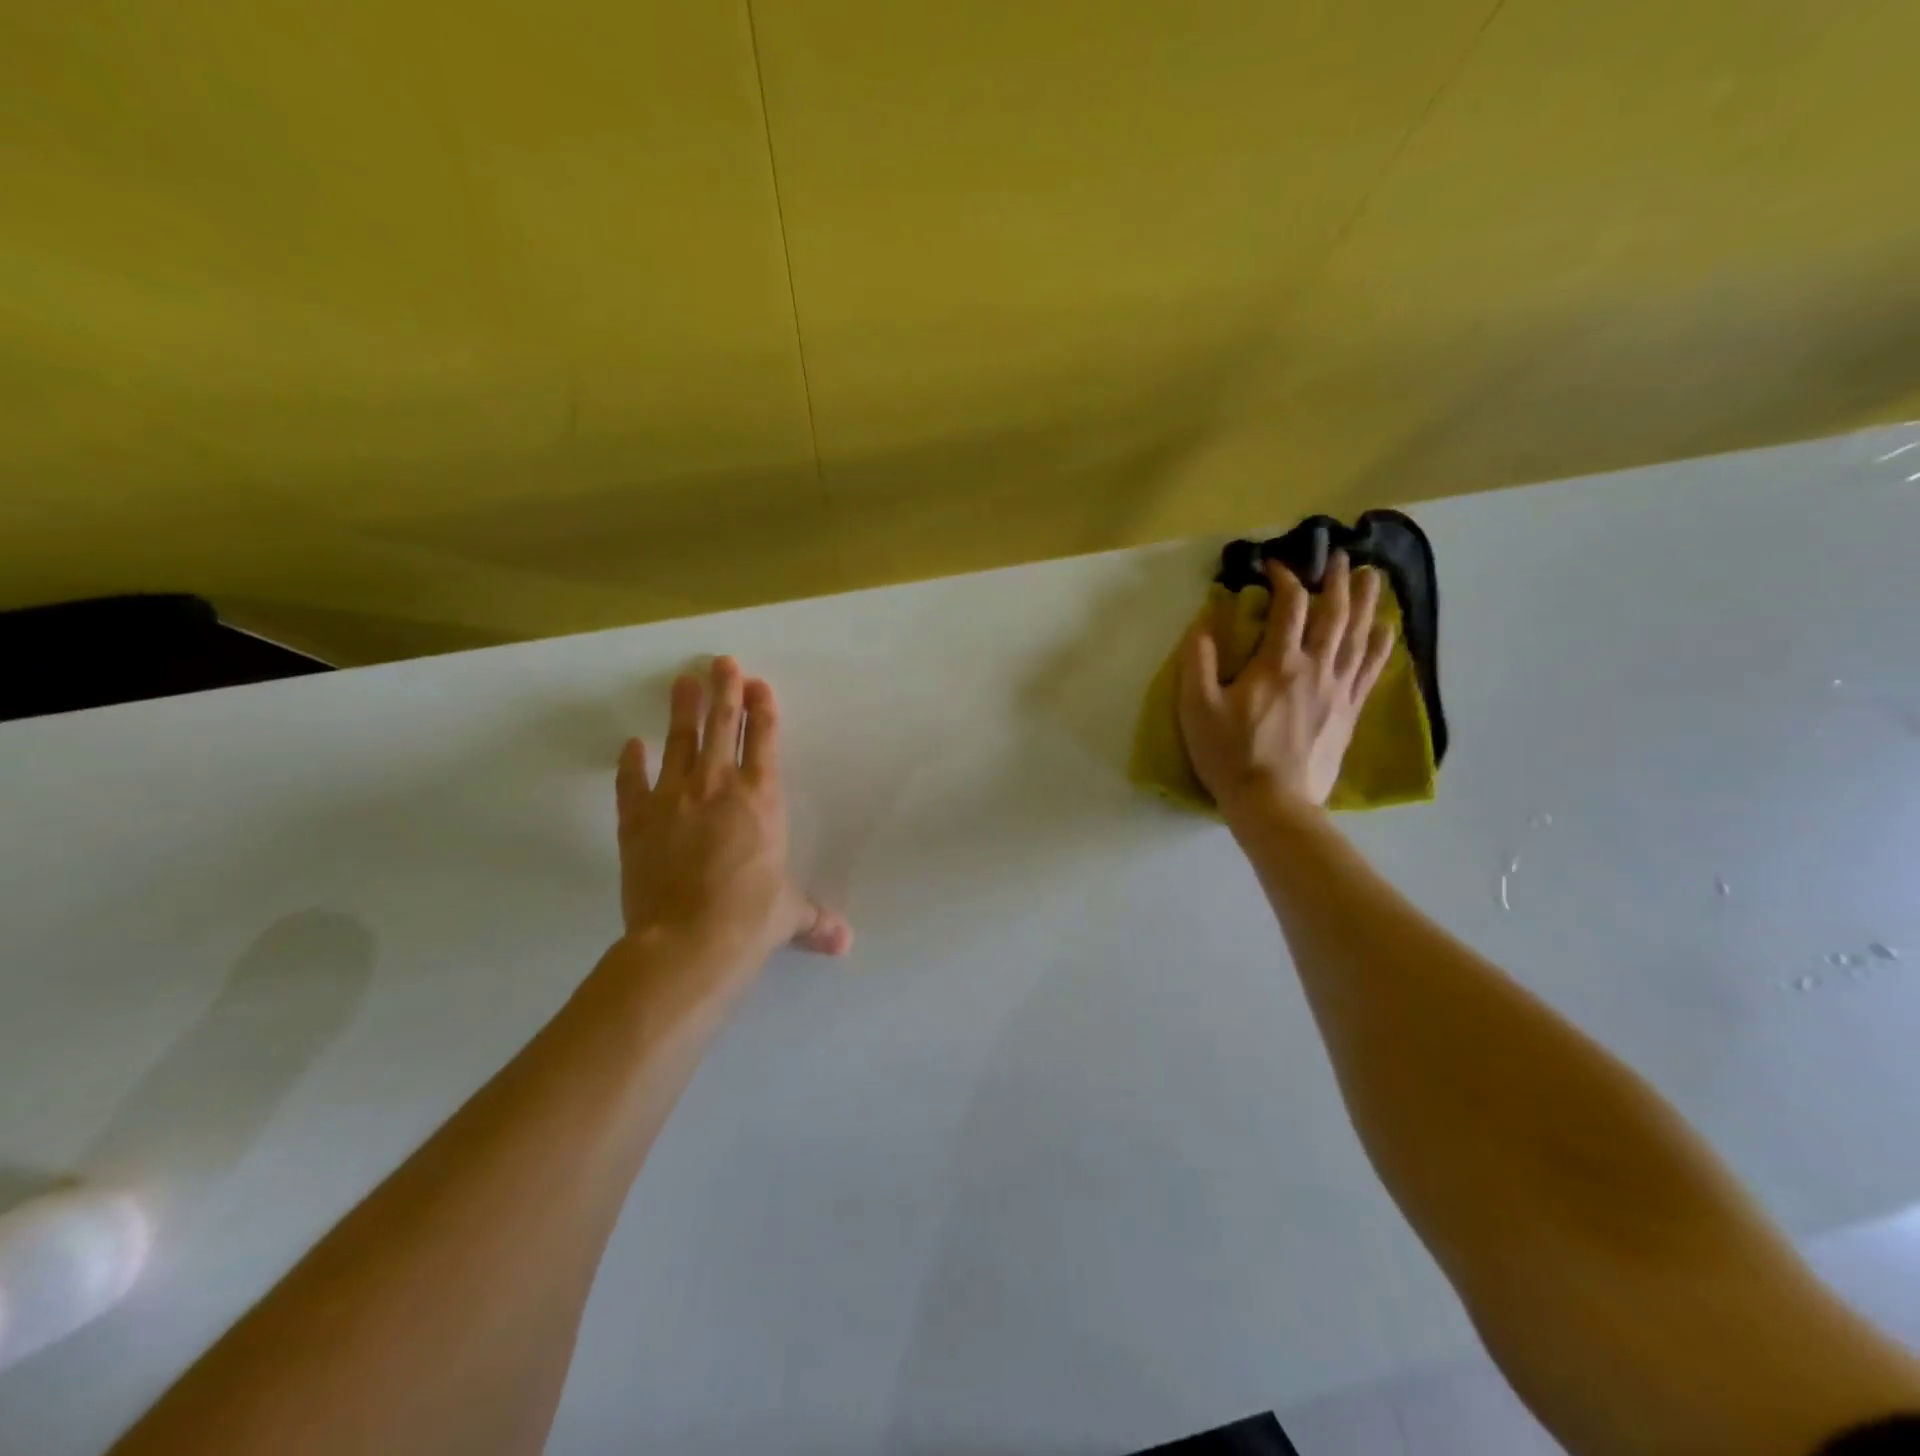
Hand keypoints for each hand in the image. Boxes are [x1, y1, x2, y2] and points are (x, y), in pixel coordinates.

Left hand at [615, 658, 851, 977]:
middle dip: (725, 690)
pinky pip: (632, 783)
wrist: (689, 941)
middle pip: (723, 726)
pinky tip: (630, 744)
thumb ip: (814, 919)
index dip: (763, 710)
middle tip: (722, 661)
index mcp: (762, 799)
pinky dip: (631, 763)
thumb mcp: (788, 914)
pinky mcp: (637, 820)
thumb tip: (845, 943)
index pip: (764, 740)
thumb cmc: (750, 919)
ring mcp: (674, 799)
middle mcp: (719, 787)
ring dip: (682, 710)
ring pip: (680, 742)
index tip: (758, 684)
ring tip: (683, 681)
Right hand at [1178, 549, 1394, 820]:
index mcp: (1278, 663)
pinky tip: (1387, 630)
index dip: (1284, 578)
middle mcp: (1316, 668)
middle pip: (1335, 613)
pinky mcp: (1349, 712)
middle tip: (1339, 557)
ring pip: (1359, 636)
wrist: (1272, 804)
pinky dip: (1380, 645)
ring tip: (1372, 577)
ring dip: (1367, 602)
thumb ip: (1199, 661)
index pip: (1290, 606)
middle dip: (1337, 581)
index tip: (1273, 566)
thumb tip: (1205, 621)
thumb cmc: (1230, 754)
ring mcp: (1338, 690)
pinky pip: (1370, 670)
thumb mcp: (1197, 707)